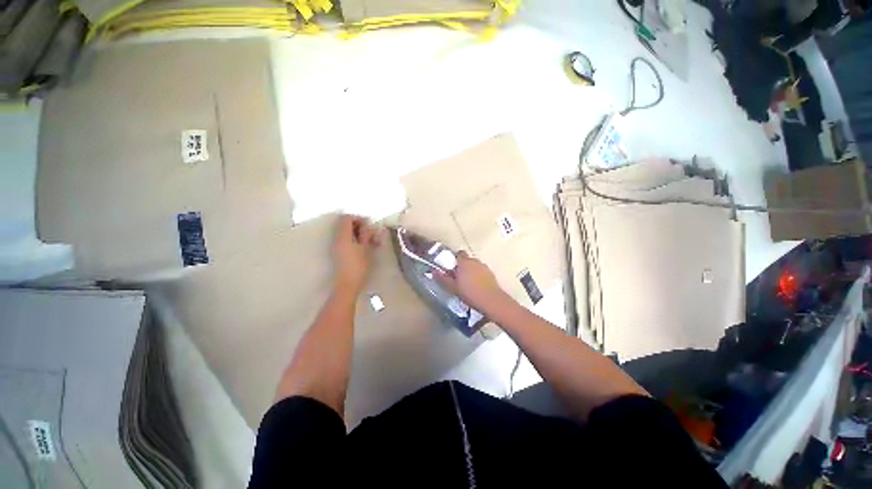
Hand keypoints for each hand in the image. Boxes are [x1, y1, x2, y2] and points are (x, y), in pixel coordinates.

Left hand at [333, 215, 380, 294]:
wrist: (348, 283)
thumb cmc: (359, 265)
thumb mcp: (366, 248)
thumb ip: (367, 235)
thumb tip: (368, 226)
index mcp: (343, 236)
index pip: (346, 218)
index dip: (358, 218)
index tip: (369, 225)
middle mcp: (337, 238)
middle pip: (345, 224)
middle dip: (359, 226)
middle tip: (370, 233)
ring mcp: (336, 246)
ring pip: (346, 233)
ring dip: (357, 233)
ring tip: (369, 241)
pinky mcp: (338, 252)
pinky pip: (345, 240)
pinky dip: (354, 240)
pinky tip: (364, 247)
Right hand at [435, 251, 512, 314]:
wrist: (491, 301)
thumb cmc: (469, 293)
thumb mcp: (453, 287)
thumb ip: (443, 279)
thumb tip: (434, 271)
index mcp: (464, 262)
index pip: (459, 253)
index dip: (455, 260)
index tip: (451, 269)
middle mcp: (475, 261)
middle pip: (467, 259)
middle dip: (463, 266)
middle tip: (458, 278)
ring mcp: (484, 266)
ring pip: (475, 265)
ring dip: (471, 271)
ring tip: (468, 284)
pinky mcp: (491, 274)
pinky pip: (482, 271)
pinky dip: (479, 276)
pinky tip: (477, 287)